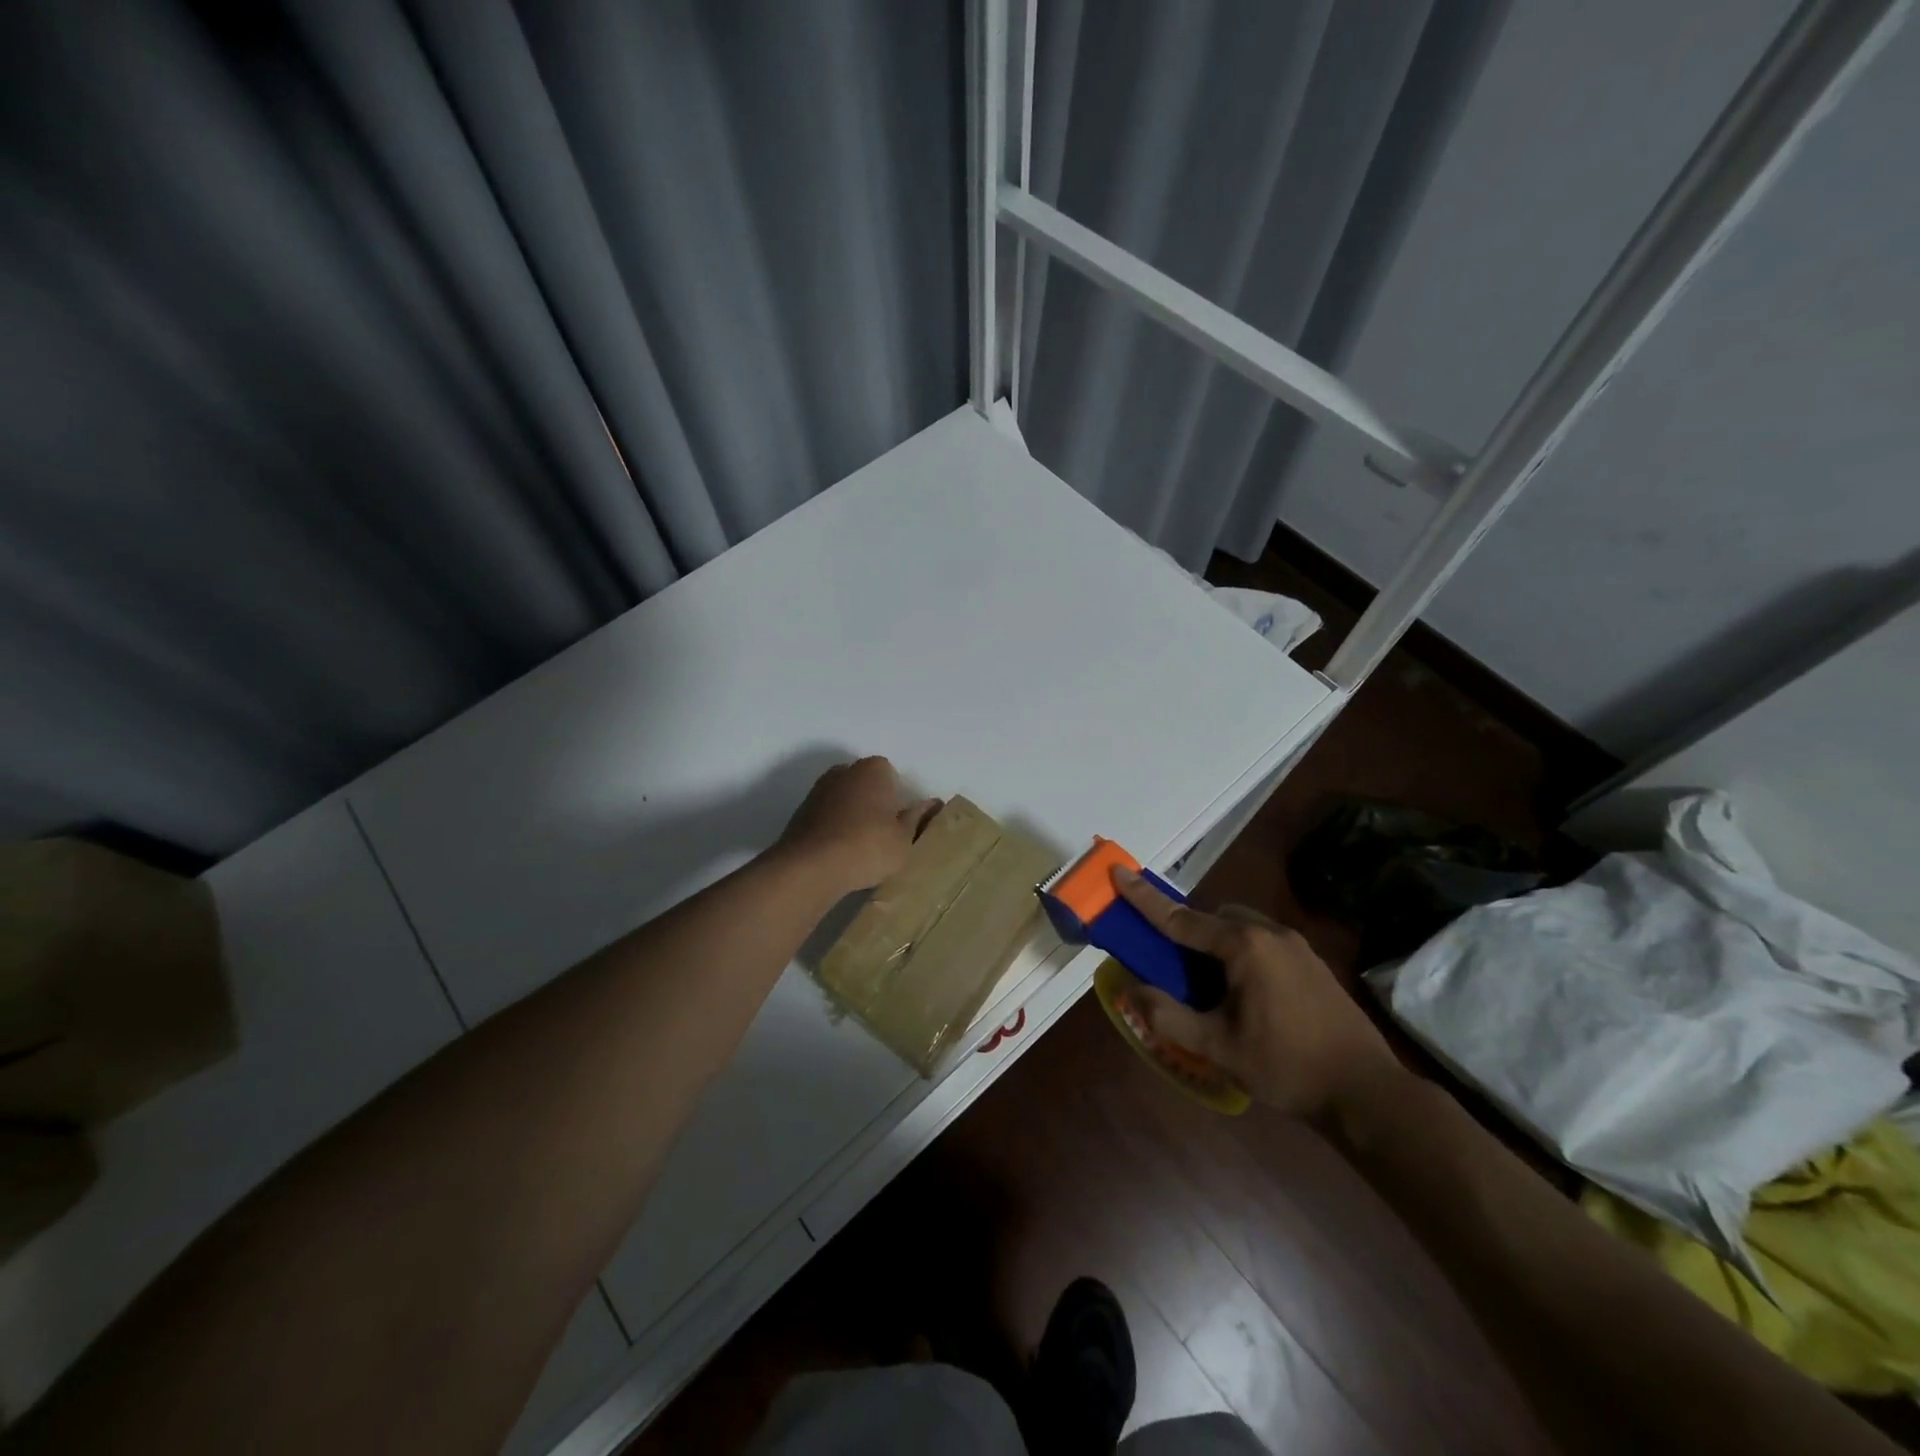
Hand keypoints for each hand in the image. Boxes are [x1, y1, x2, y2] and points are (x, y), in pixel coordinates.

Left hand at [776, 757, 939, 893]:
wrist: (811, 867)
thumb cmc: (868, 847)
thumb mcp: (904, 838)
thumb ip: (918, 818)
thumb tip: (932, 803)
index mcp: (873, 769)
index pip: (892, 775)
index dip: (897, 799)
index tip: (899, 824)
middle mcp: (844, 771)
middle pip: (866, 784)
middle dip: (874, 803)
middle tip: (882, 836)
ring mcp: (819, 789)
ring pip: (845, 800)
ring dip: (852, 816)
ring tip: (859, 849)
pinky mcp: (801, 812)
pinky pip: (827, 816)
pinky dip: (834, 828)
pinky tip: (838, 853)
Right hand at [1111, 869, 1403, 1122]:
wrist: (1367, 1092)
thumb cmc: (1286, 1065)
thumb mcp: (1218, 1048)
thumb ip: (1168, 1016)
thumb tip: (1131, 990)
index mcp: (1243, 946)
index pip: (1180, 918)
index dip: (1144, 898)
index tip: (1118, 871)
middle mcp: (1269, 932)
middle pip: (1213, 917)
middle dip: (1187, 931)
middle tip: (1173, 967)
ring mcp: (1296, 945)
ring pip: (1240, 927)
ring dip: (1216, 943)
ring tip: (1209, 987)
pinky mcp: (1312, 962)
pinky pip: (1262, 942)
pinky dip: (1240, 953)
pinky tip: (1245, 995)